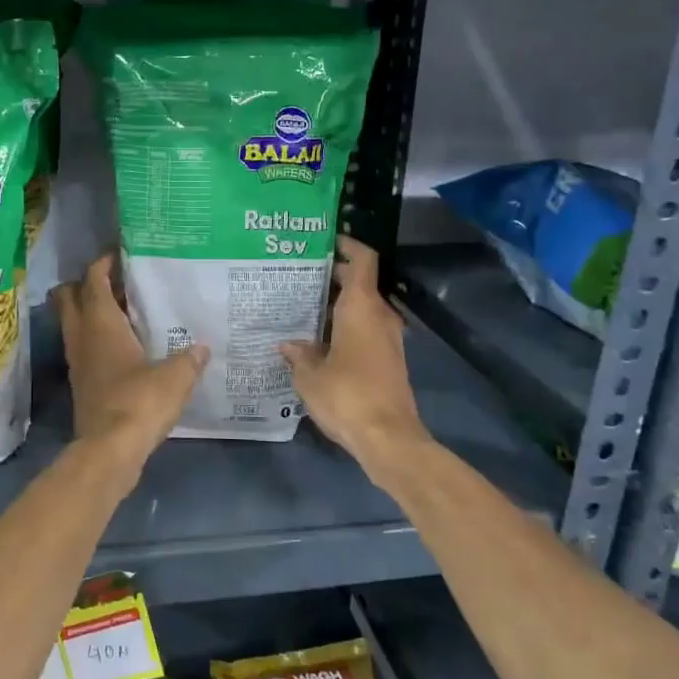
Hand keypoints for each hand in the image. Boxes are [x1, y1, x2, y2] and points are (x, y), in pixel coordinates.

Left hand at [54, 255, 207, 484]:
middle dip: (85, 284)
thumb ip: (189, 359)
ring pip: (74, 324)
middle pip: (69, 297)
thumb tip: (202, 347)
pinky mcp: (81, 383)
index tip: (118, 254)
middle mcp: (82, 336)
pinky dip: (96, 339)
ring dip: (90, 312)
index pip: (93, 280)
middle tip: (116, 281)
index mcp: (101, 323)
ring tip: (124, 311)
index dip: (102, 263)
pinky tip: (124, 347)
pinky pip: (84, 348)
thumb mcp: (175, 377)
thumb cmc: (139, 402)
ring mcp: (78, 361)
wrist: (109, 450)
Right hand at [282, 236, 429, 475]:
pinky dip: (345, 324)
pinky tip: (319, 338)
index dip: (347, 244)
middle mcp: (380, 316)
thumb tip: (289, 344)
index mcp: (362, 308)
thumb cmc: (347, 396)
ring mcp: (388, 338)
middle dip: (333, 275)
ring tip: (303, 305)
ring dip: (338, 303)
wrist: (389, 438)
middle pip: (360, 282)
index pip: (362, 260)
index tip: (324, 240)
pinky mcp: (389, 359)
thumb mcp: (310, 376)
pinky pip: (366, 328)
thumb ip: (299, 354)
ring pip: (363, 307)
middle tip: (298, 274)